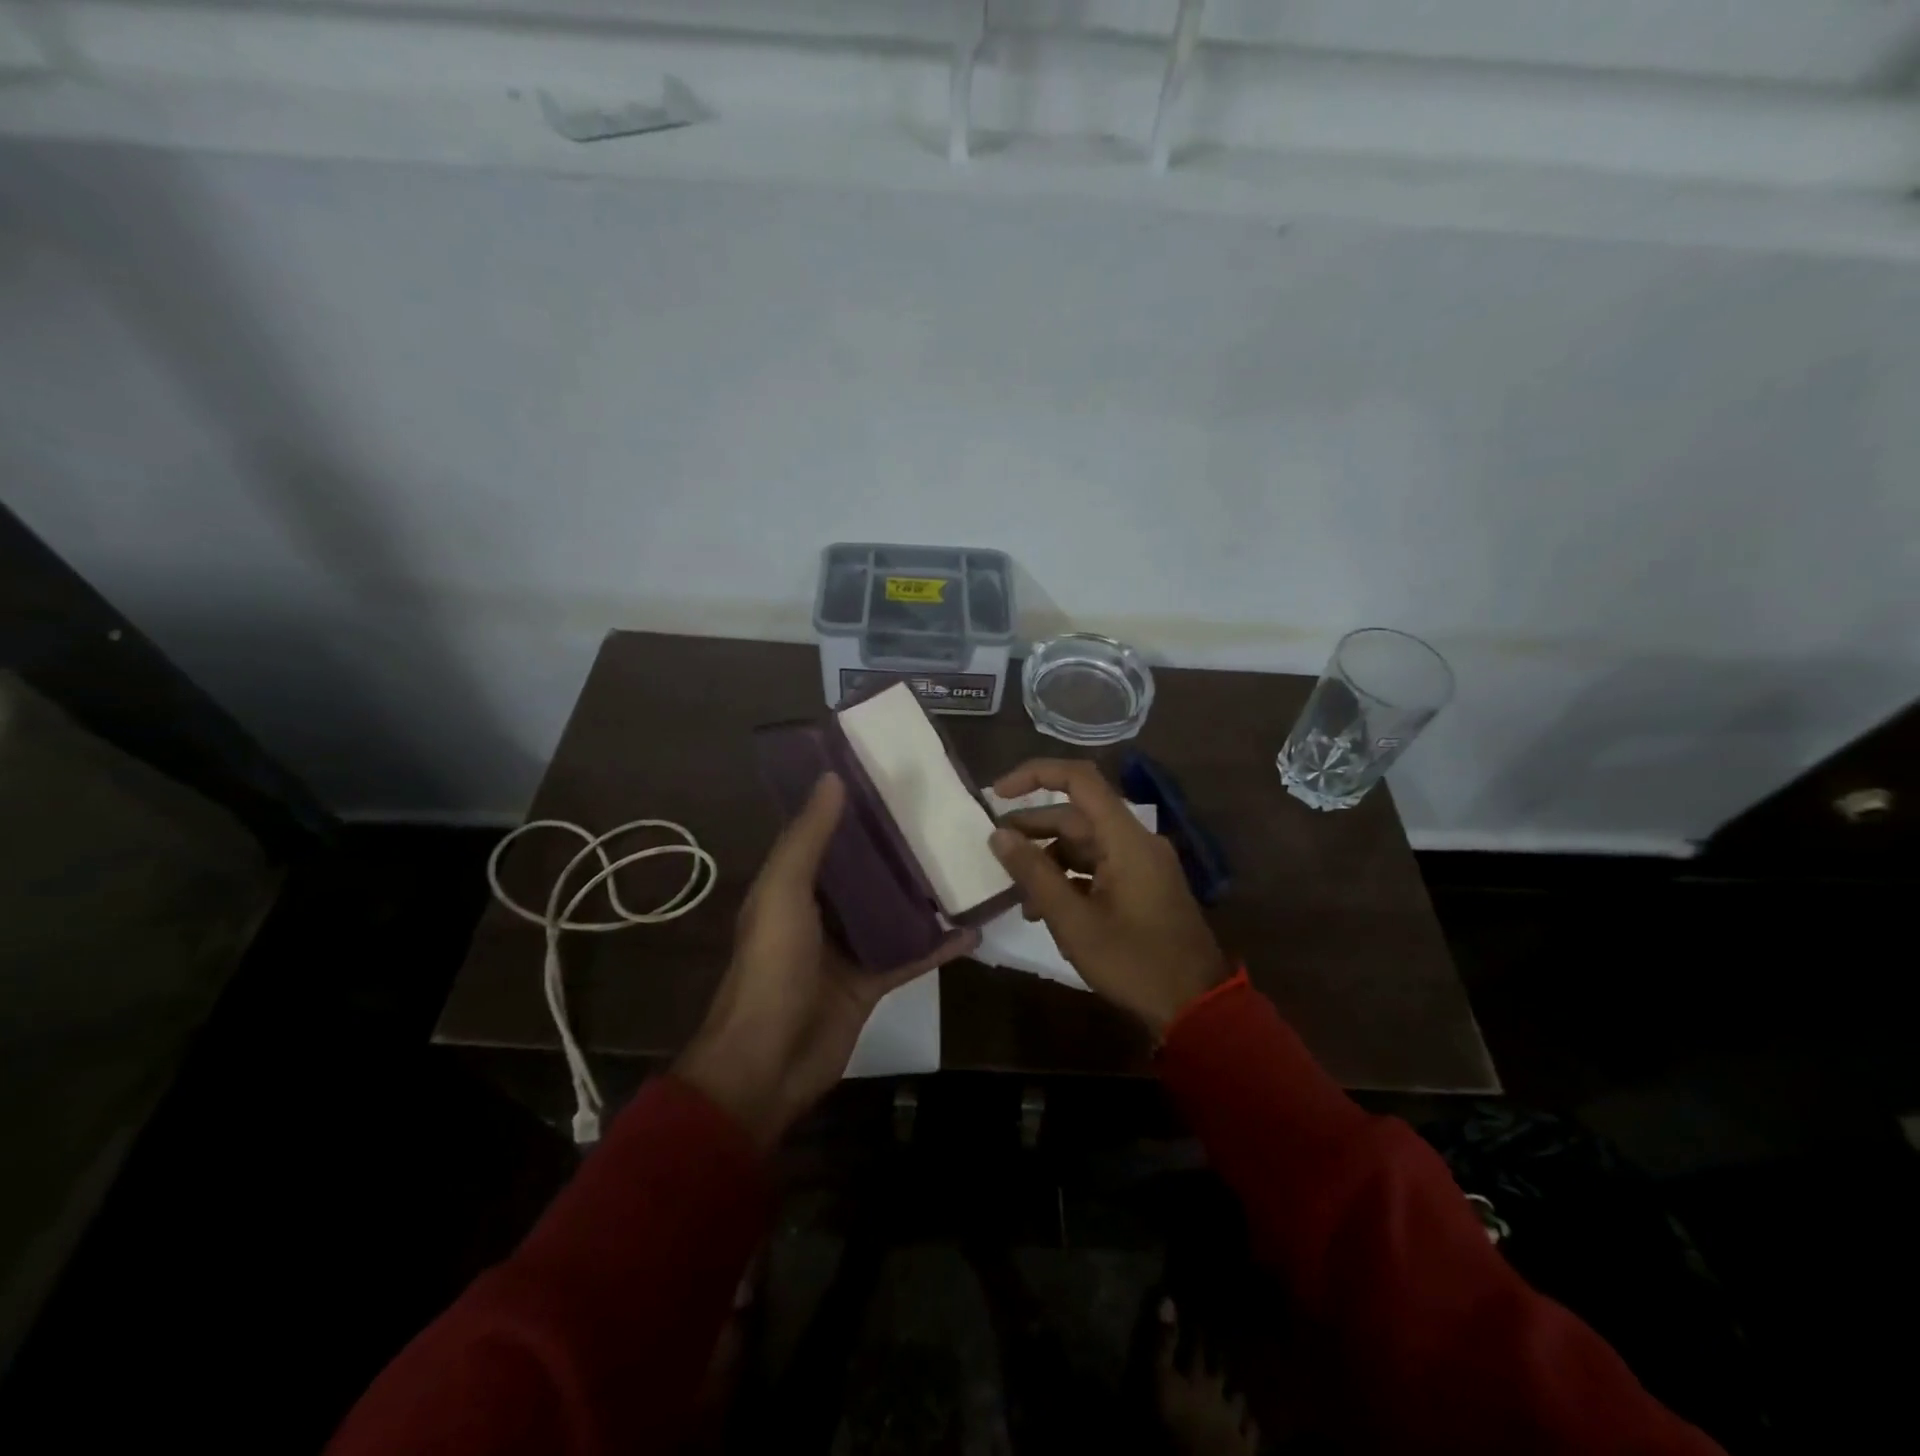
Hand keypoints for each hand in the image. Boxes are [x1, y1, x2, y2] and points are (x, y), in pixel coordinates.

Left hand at [675, 772, 977, 1147]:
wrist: (768, 1063)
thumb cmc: (772, 967)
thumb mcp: (783, 893)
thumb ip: (808, 839)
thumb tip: (833, 777)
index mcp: (794, 884)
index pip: (827, 834)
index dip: (854, 807)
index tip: (893, 777)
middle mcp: (822, 910)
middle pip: (866, 870)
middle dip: (898, 845)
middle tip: (944, 813)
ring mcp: (850, 947)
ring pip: (893, 909)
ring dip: (923, 891)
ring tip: (966, 859)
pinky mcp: (873, 981)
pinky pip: (912, 955)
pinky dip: (940, 944)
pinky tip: (975, 927)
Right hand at [988, 759, 1228, 1035]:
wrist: (1196, 1006)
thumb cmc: (1134, 962)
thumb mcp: (1073, 921)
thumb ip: (1034, 873)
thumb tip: (999, 835)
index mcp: (1125, 838)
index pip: (1079, 779)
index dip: (1035, 775)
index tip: (997, 794)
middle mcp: (1135, 841)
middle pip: (1077, 816)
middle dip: (1033, 828)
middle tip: (994, 849)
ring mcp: (1142, 864)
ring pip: (1085, 844)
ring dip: (1048, 861)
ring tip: (1018, 895)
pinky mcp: (1143, 886)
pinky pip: (1099, 867)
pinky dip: (1070, 879)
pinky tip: (1045, 911)